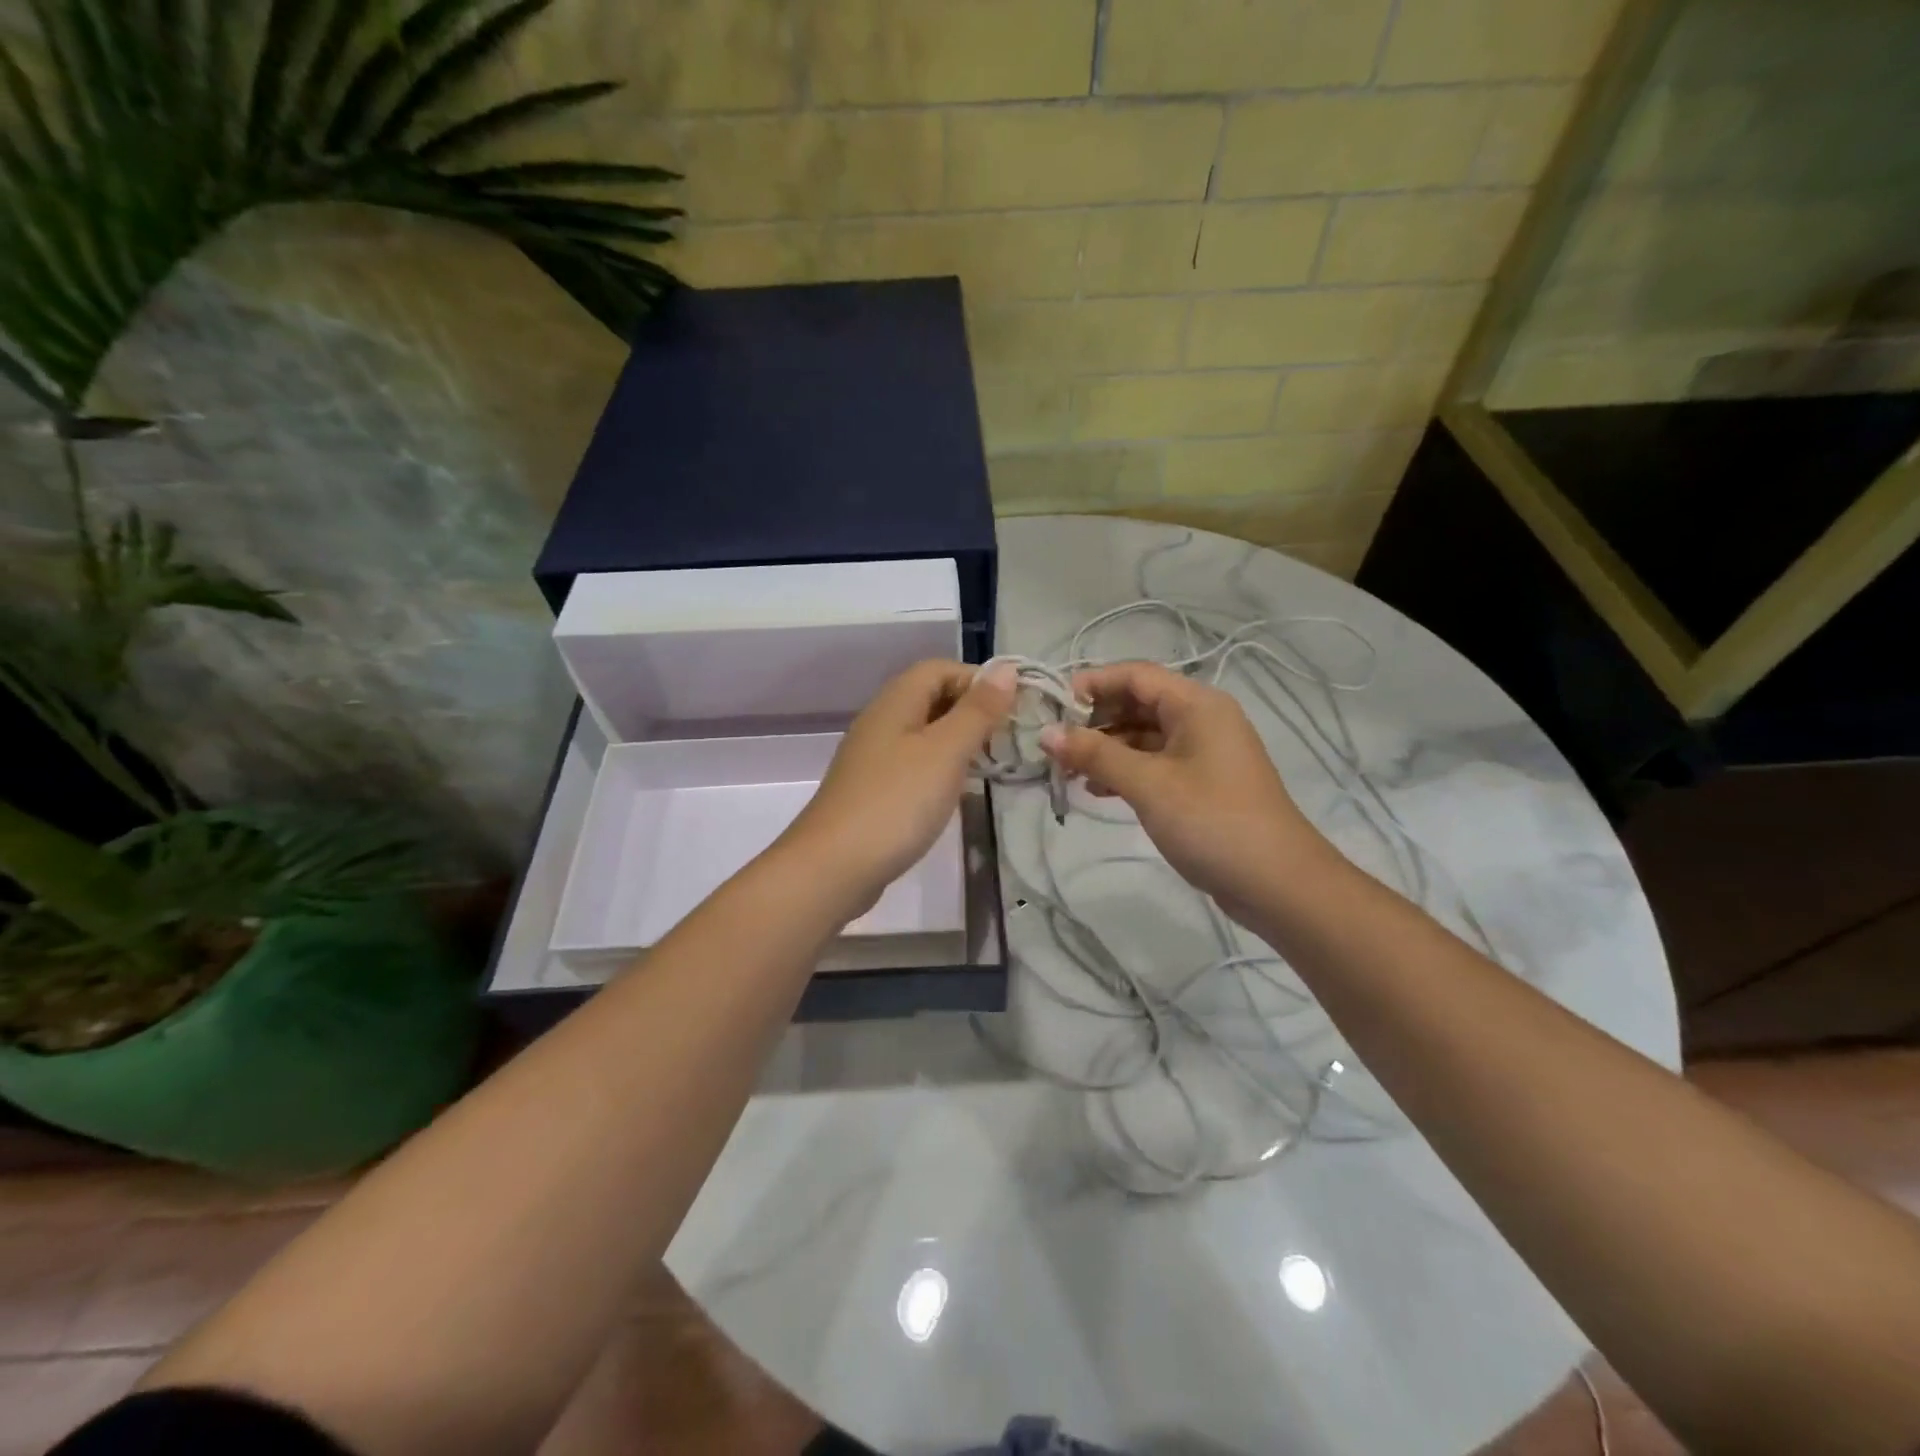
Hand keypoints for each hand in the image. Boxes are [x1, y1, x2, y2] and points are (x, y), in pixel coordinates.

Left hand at [782, 660, 1015, 914]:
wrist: (833, 867)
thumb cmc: (896, 802)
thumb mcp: (945, 752)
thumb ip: (977, 711)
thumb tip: (1006, 668)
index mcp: (895, 702)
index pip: (939, 668)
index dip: (977, 680)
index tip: (1011, 708)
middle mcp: (880, 721)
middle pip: (930, 697)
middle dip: (971, 710)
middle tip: (1006, 738)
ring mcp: (873, 758)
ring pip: (923, 733)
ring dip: (958, 741)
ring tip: (990, 764)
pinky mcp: (873, 790)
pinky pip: (913, 764)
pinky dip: (940, 769)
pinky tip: (955, 792)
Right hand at [1039, 662, 1330, 922]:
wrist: (1277, 883)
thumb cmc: (1212, 821)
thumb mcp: (1148, 784)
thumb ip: (1096, 754)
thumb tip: (1046, 733)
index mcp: (1197, 705)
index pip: (1136, 675)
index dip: (1092, 684)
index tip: (1052, 705)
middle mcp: (1201, 720)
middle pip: (1138, 704)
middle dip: (1095, 720)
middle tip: (1054, 744)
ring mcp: (1202, 753)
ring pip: (1143, 736)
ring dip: (1105, 749)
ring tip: (1067, 770)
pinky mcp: (1200, 784)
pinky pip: (1154, 763)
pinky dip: (1125, 771)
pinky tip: (1097, 790)